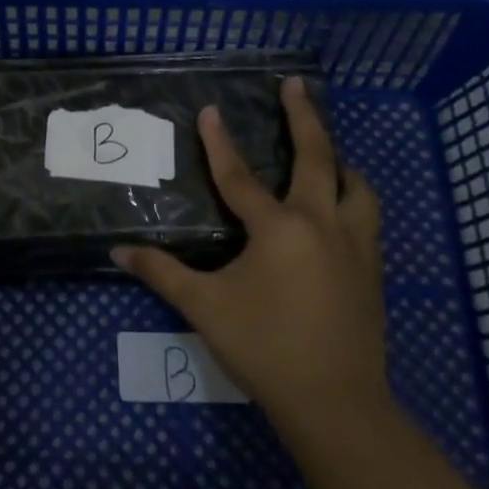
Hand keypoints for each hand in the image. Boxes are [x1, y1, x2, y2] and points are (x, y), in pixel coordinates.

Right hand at [114, 75, 387, 433]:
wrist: (337, 404)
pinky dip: (353, 197)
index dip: (219, 142)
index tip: (209, 110)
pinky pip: (366, 216)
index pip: (240, 176)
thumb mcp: (205, 308)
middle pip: (317, 158)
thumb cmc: (265, 349)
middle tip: (295, 84)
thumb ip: (162, 274)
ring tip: (327, 152)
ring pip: (356, 186)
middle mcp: (322, 224)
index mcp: (279, 229)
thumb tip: (117, 253)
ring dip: (339, 161)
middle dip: (304, 117)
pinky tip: (342, 208)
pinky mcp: (372, 270)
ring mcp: (355, 246)